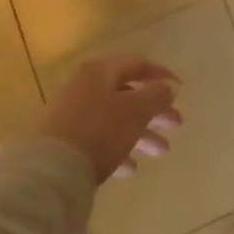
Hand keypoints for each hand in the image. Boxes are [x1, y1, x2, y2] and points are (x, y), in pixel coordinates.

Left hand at [41, 54, 181, 182]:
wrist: (52, 169)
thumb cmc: (101, 130)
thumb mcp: (136, 110)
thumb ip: (157, 95)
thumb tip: (169, 86)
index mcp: (101, 72)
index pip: (137, 64)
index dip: (161, 75)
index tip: (180, 90)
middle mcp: (86, 88)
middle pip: (127, 94)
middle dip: (155, 110)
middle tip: (176, 125)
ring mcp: (74, 115)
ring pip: (116, 119)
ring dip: (142, 134)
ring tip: (161, 152)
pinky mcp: (67, 141)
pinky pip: (100, 140)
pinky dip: (119, 150)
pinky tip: (132, 169)